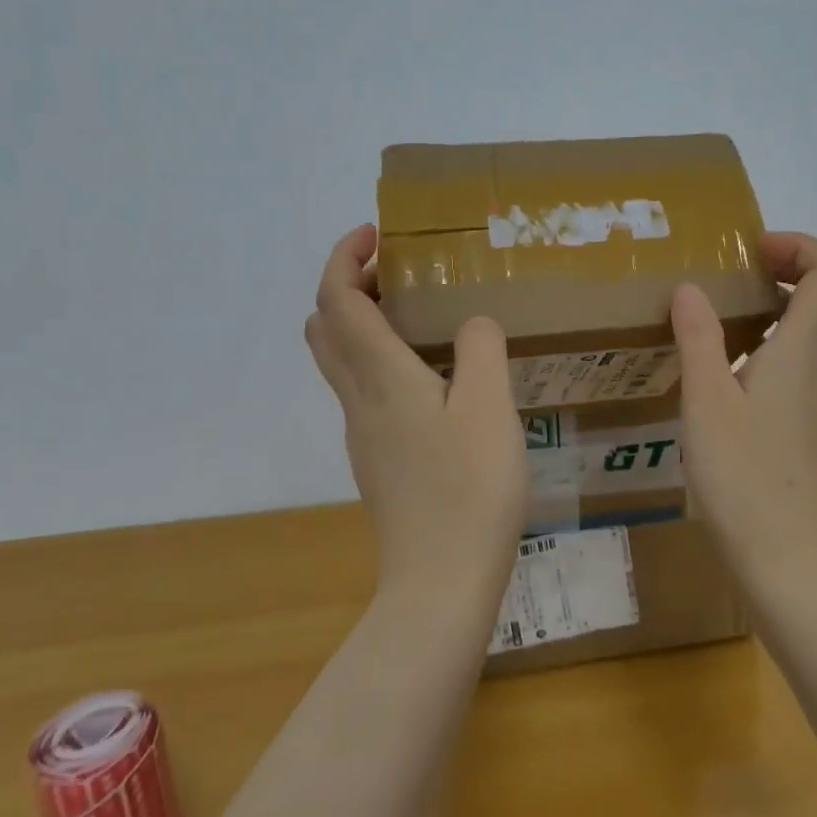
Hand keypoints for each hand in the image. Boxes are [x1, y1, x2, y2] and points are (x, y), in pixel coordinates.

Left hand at [305, 224, 529, 600]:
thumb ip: (482, 349)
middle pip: (324, 327)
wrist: (441, 582)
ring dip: (360, 324)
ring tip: (416, 317)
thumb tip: (471, 323)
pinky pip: (361, 391)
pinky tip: (429, 379)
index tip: (375, 234)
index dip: (344, 257)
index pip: (338, 299)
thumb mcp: (491, 408)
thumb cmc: (470, 489)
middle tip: (396, 273)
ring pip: (339, 362)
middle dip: (347, 286)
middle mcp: (359, 400)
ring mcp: (362, 434)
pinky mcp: (375, 461)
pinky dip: (376, 361)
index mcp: (382, 377)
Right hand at [669, 232, 816, 578]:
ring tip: (738, 304)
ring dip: (795, 299)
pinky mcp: (809, 418)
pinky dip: (786, 333)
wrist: (784, 551)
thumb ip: (699, 338)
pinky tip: (738, 357)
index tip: (752, 250)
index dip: (799, 247)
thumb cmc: (742, 474)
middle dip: (804, 265)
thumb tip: (691, 287)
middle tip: (754, 267)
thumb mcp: (706, 400)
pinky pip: (811, 355)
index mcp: (803, 351)